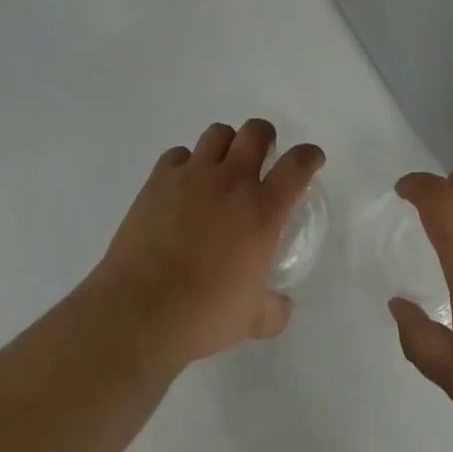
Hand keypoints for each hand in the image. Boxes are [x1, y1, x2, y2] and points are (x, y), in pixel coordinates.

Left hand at [85, 119, 324, 365]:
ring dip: (226, 145)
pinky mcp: (159, 179)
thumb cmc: (203, 315)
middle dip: (265, 137)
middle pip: (256, 131)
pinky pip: (178, 154)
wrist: (140, 311)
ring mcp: (193, 175)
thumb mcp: (250, 320)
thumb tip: (284, 307)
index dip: (309, 155)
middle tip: (262, 158)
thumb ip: (273, 310)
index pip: (297, 165)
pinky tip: (182, 186)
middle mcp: (232, 181)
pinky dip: (186, 164)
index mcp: (262, 210)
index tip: (312, 159)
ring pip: (218, 133)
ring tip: (221, 167)